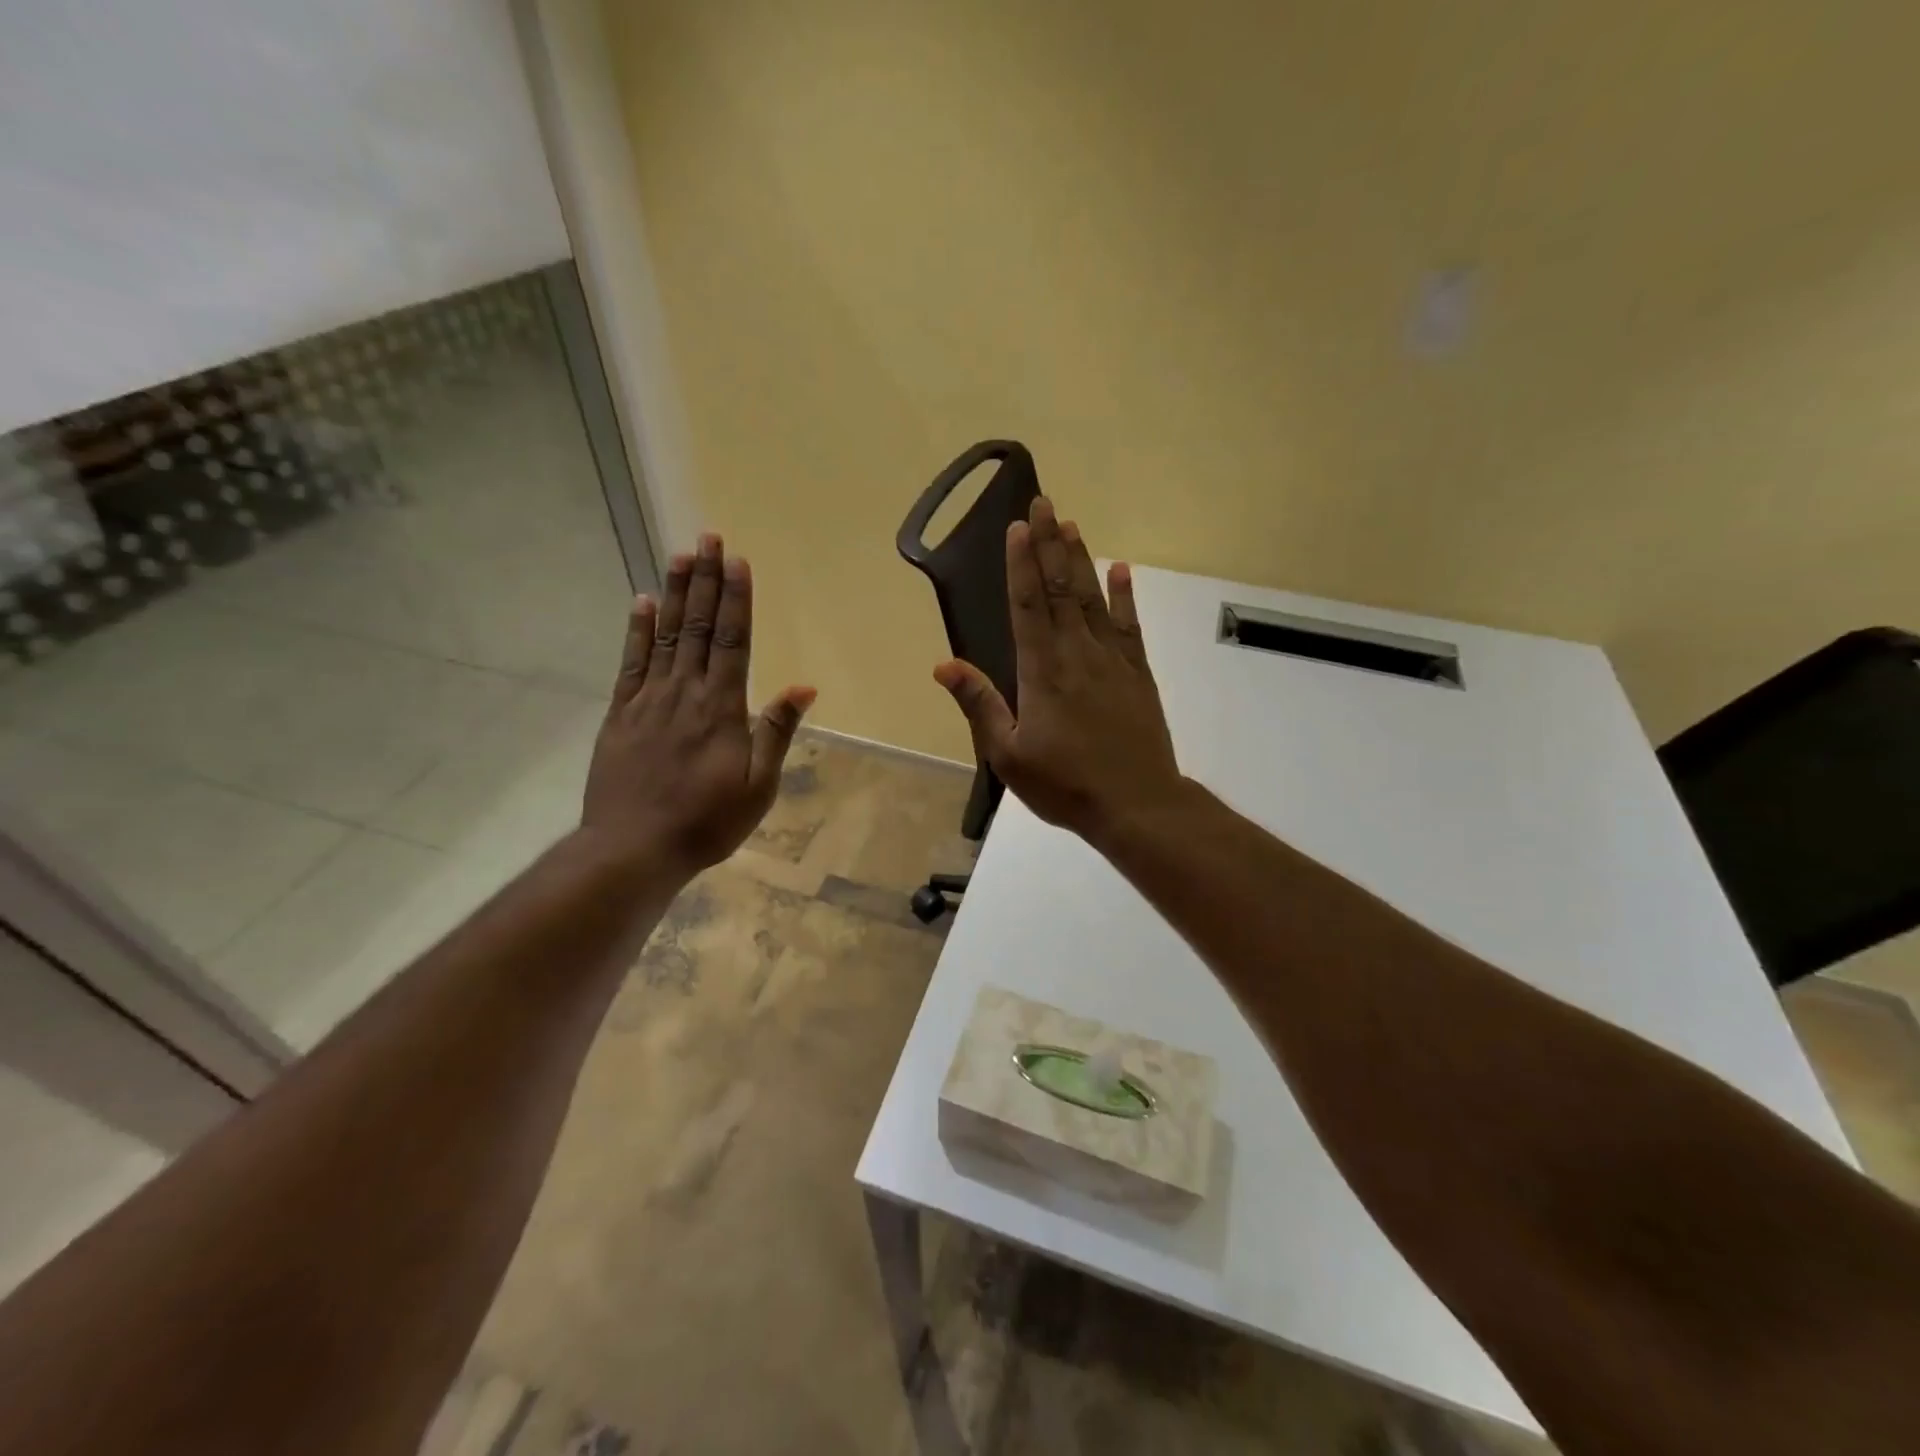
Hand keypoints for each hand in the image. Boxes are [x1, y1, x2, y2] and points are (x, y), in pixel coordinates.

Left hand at [583, 533, 815, 877]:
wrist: (633, 848)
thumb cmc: (707, 821)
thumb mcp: (758, 786)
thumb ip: (777, 732)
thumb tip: (803, 687)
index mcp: (721, 707)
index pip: (732, 640)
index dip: (736, 599)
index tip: (737, 561)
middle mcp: (684, 691)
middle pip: (697, 626)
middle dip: (705, 580)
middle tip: (708, 538)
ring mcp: (647, 700)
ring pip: (664, 635)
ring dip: (673, 593)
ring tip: (679, 555)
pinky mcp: (620, 714)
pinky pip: (630, 662)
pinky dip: (636, 630)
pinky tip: (639, 603)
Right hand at [933, 497, 1181, 845]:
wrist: (1136, 804)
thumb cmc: (1065, 784)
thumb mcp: (1008, 754)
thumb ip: (979, 705)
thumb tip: (944, 664)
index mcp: (1042, 671)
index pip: (1029, 605)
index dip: (1021, 564)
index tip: (1017, 527)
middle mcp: (1077, 654)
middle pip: (1061, 589)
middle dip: (1050, 544)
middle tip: (1044, 503)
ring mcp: (1112, 661)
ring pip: (1093, 599)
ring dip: (1081, 560)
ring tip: (1071, 525)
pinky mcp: (1138, 674)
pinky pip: (1129, 627)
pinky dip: (1124, 597)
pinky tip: (1121, 571)